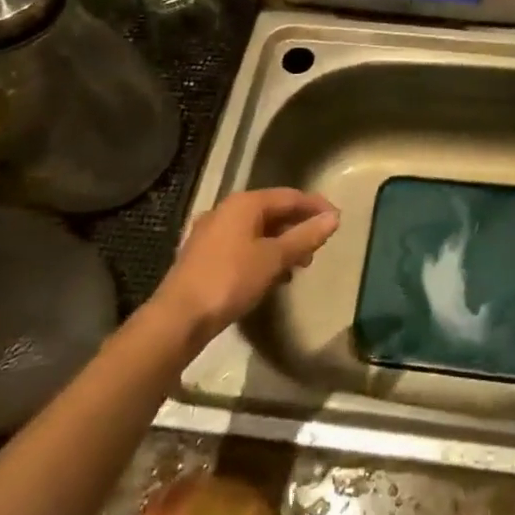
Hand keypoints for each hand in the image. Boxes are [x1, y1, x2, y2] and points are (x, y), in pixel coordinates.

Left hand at [157, 188, 339, 337]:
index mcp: (244, 203)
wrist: (178, 318)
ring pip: (256, 230)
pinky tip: (269, 276)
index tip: (337, 219)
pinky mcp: (203, 254)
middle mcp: (226, 210)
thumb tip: (333, 218)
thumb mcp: (273, 259)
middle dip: (297, 228)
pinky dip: (261, 254)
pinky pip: (242, 245)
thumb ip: (304, 237)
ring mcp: (211, 232)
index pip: (289, 196)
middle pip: (272, 211)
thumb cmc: (230, 280)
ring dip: (280, 244)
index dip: (315, 206)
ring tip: (297, 266)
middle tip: (317, 248)